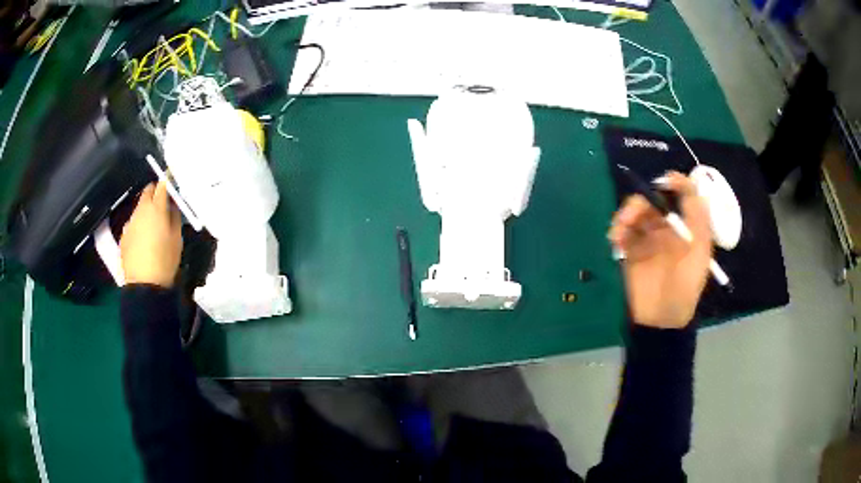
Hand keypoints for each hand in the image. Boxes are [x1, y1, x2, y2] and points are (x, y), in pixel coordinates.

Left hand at [120, 181, 182, 287]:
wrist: (144, 285)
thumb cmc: (165, 261)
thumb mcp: (177, 239)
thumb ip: (175, 217)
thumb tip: (173, 204)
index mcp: (156, 208)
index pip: (162, 184)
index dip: (168, 180)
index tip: (173, 180)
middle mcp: (141, 210)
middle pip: (148, 191)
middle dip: (156, 191)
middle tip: (164, 201)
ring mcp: (130, 222)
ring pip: (139, 207)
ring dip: (147, 209)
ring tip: (154, 223)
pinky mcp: (124, 234)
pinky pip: (133, 222)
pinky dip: (139, 224)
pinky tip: (144, 238)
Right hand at [608, 172, 712, 328]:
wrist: (662, 320)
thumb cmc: (686, 286)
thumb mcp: (701, 249)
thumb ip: (697, 215)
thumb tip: (683, 180)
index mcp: (684, 226)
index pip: (679, 194)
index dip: (673, 182)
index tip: (665, 181)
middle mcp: (665, 228)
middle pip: (651, 201)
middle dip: (642, 201)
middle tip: (635, 212)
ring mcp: (645, 240)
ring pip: (633, 214)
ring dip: (626, 215)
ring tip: (621, 229)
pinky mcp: (628, 252)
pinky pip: (620, 233)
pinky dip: (616, 231)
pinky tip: (616, 239)